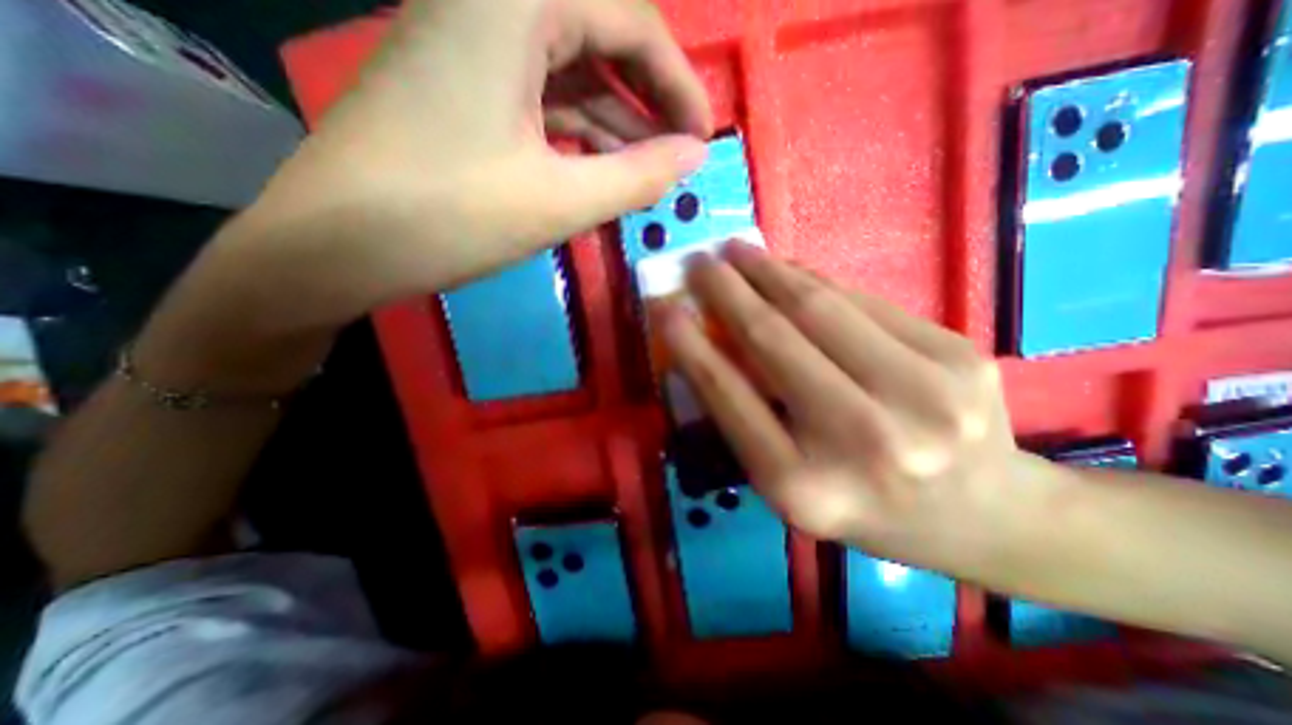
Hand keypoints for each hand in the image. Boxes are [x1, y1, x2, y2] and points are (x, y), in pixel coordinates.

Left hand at [206, 1, 709, 330]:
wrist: (334, 247)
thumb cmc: (448, 218)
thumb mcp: (560, 200)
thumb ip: (638, 175)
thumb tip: (694, 158)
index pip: (629, 18)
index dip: (678, 82)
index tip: (704, 137)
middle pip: (600, 35)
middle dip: (650, 98)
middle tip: (681, 153)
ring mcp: (470, 41)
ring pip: (571, 70)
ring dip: (617, 120)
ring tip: (651, 170)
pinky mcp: (462, 84)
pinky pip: (542, 96)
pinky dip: (580, 130)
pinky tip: (604, 166)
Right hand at [666, 247, 1030, 575]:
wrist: (985, 517)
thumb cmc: (863, 506)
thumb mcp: (788, 481)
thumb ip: (745, 415)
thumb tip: (707, 341)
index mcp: (805, 487)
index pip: (728, 396)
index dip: (690, 344)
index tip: (663, 307)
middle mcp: (863, 442)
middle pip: (775, 340)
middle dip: (727, 292)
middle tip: (699, 262)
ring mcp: (923, 394)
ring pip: (820, 308)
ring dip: (768, 272)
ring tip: (737, 251)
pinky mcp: (959, 355)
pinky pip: (864, 302)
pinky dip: (816, 280)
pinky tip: (789, 270)